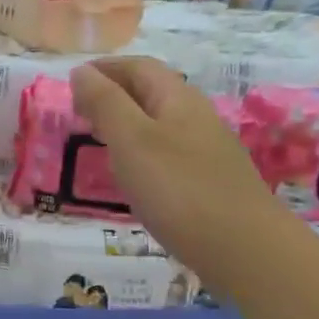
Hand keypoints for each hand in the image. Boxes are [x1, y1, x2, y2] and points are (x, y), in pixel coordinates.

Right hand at [71, 57, 274, 277]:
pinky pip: (168, 153)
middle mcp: (196, 117)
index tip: (72, 82)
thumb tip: (81, 71)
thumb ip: (105, 102)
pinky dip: (142, 153)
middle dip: (113, 94)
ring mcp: (206, 151)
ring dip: (126, 124)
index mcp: (177, 98)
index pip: (138, 67)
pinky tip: (133, 177)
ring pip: (159, 124)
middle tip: (79, 113)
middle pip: (151, 92)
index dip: (105, 68)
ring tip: (99, 142)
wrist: (246, 251)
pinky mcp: (209, 182)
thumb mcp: (131, 140)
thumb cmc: (180, 189)